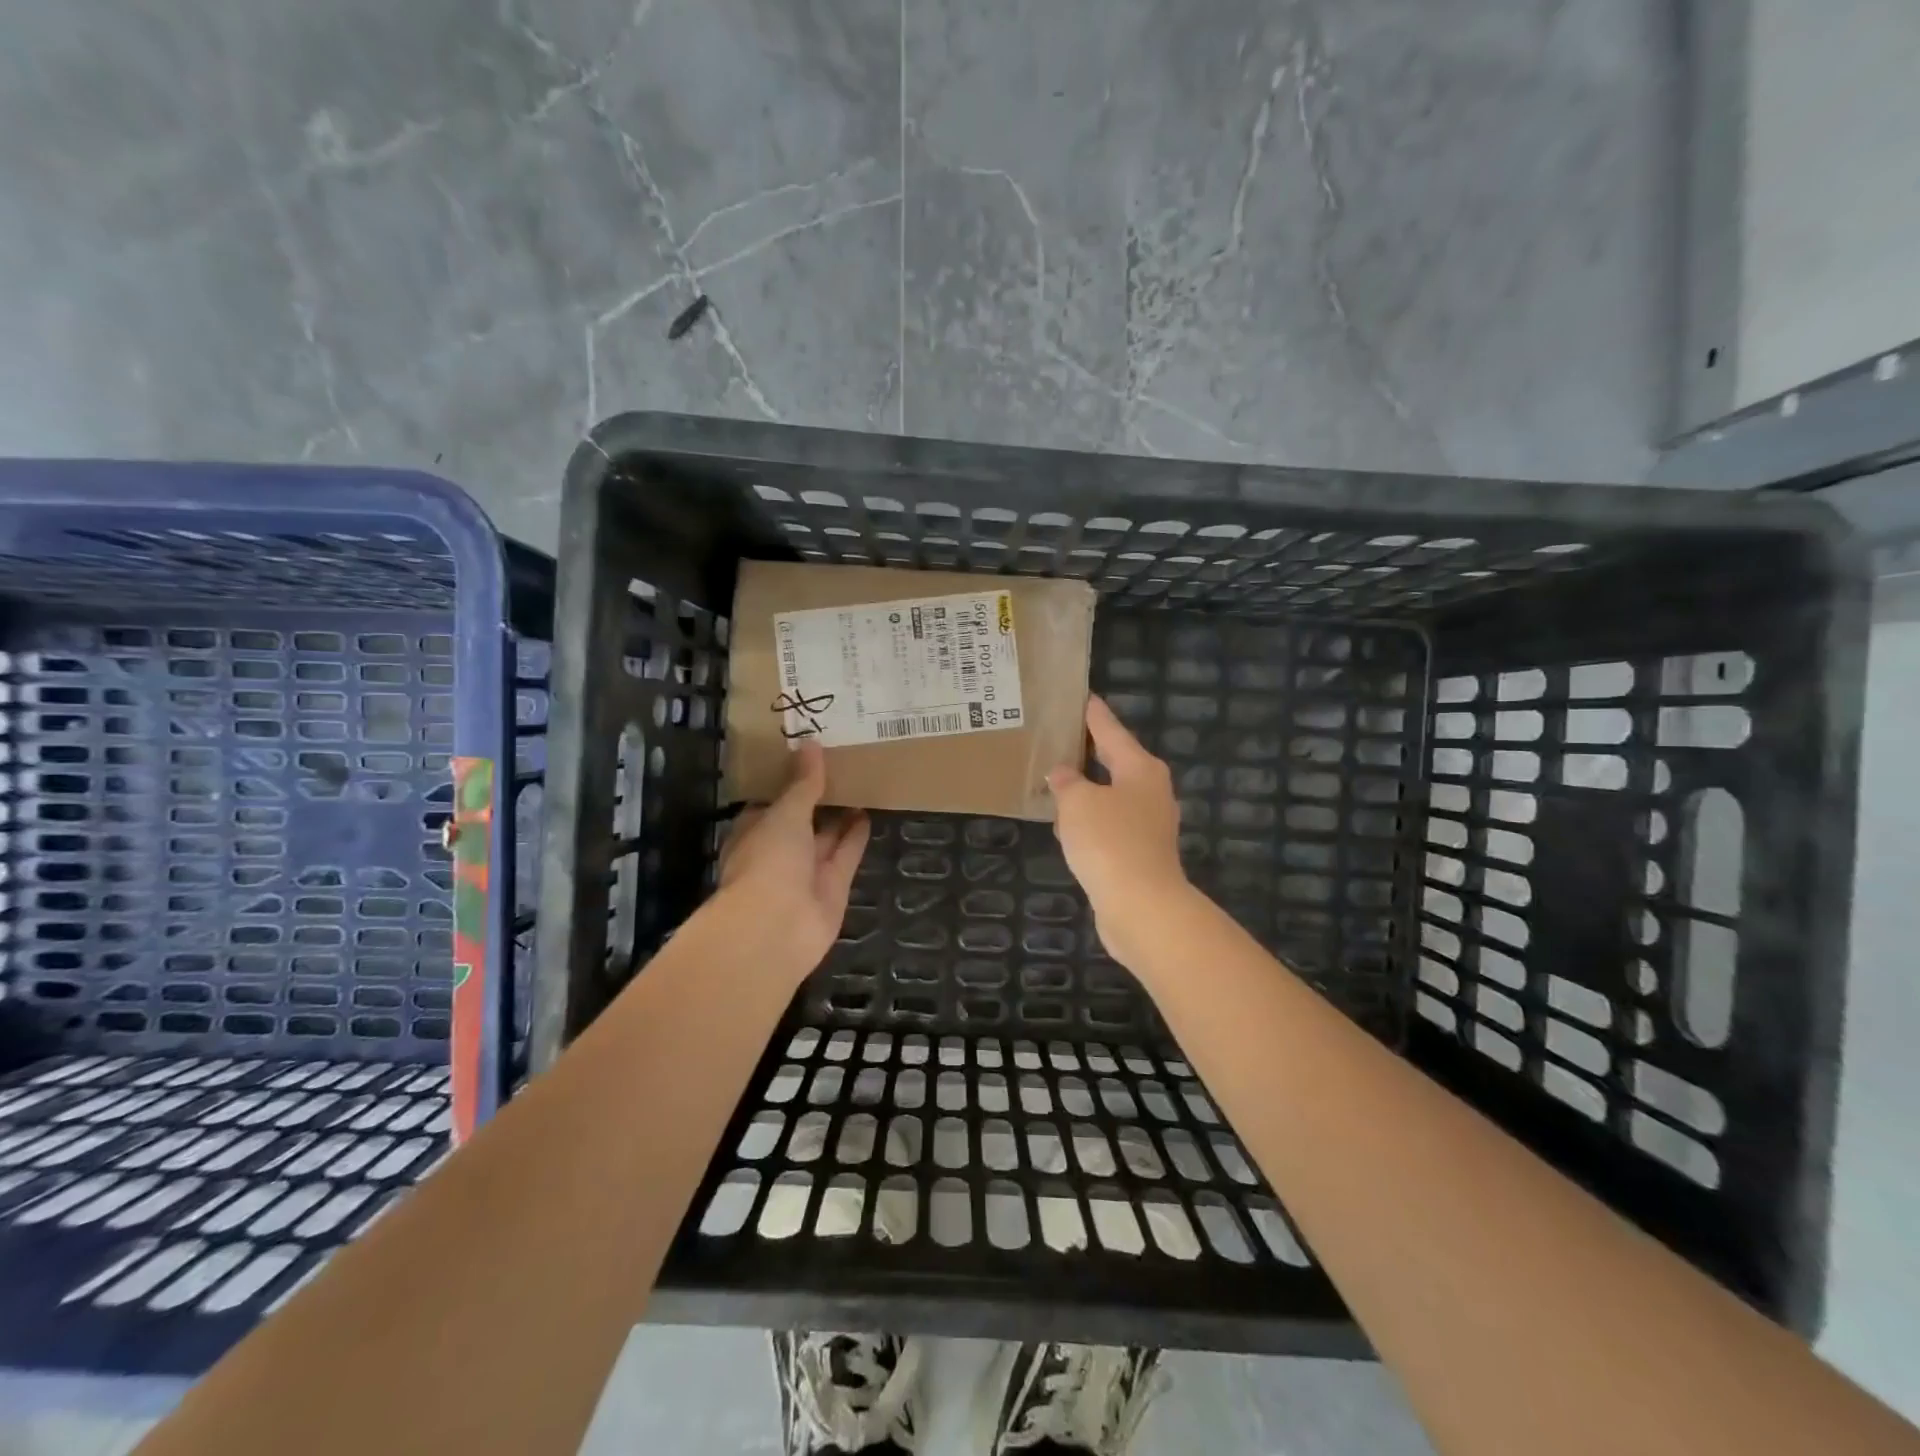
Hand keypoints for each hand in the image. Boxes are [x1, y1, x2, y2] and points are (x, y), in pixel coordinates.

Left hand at [716, 740, 870, 979]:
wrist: (776, 928)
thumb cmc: (767, 861)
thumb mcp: (784, 813)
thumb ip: (803, 783)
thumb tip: (811, 744)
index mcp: (753, 832)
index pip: (770, 802)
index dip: (788, 781)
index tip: (809, 757)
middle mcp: (778, 852)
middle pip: (800, 820)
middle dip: (817, 798)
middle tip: (842, 765)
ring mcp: (805, 872)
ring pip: (825, 838)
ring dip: (840, 816)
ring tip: (861, 784)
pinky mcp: (832, 888)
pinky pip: (845, 855)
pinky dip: (856, 837)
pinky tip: (869, 813)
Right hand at [1046, 696, 1190, 965]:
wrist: (1141, 906)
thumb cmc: (1110, 841)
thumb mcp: (1077, 802)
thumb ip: (1066, 782)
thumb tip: (1063, 774)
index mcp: (1140, 769)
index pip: (1111, 731)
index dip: (1094, 715)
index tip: (1083, 697)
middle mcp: (1150, 792)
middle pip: (1115, 762)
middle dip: (1090, 753)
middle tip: (1061, 738)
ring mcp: (1149, 825)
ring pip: (1110, 797)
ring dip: (1086, 792)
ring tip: (1056, 782)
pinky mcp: (1140, 854)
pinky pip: (1108, 827)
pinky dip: (1089, 822)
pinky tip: (1066, 827)